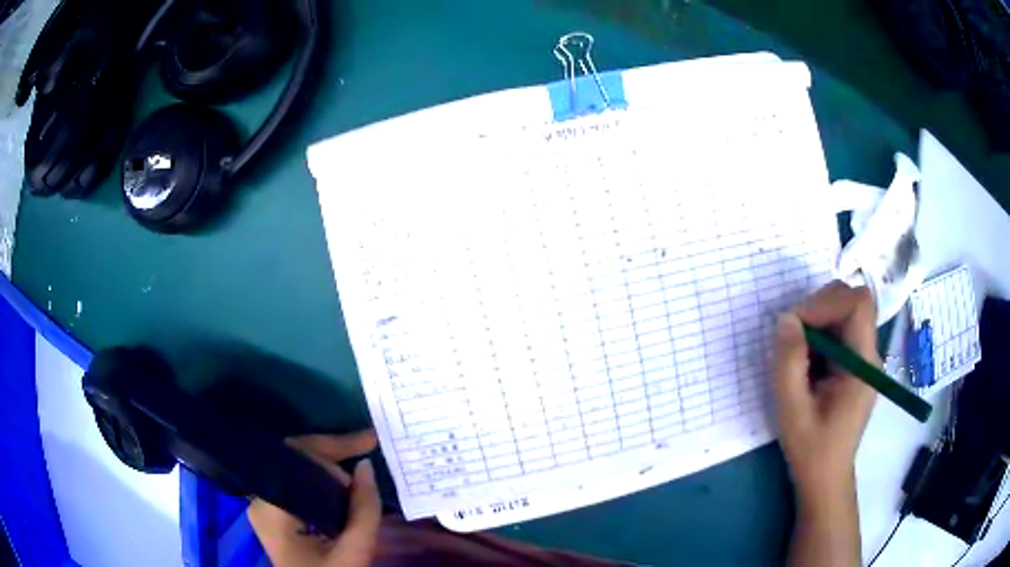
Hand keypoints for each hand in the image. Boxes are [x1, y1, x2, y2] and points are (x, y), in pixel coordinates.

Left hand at [247, 431, 380, 566]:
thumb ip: (363, 510)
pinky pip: (296, 486)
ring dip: (329, 470)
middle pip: (293, 459)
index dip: (332, 446)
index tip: (368, 442)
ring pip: (296, 471)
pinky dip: (322, 484)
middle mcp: (260, 499)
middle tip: (366, 458)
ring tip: (357, 483)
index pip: (295, 456)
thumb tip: (367, 466)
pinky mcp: (274, 515)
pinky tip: (343, 489)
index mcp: (271, 507)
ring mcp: (264, 507)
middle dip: (332, 455)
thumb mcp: (353, 552)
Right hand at [775, 281, 878, 501]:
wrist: (825, 478)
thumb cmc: (811, 449)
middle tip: (794, 334)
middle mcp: (869, 354)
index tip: (796, 324)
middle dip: (821, 306)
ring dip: (819, 319)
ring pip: (846, 312)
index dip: (826, 303)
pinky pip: (840, 331)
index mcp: (862, 364)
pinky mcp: (854, 365)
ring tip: (797, 349)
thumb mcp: (792, 409)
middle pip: (854, 301)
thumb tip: (786, 318)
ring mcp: (863, 358)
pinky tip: (806, 360)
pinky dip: (820, 333)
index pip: (858, 304)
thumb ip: (789, 362)